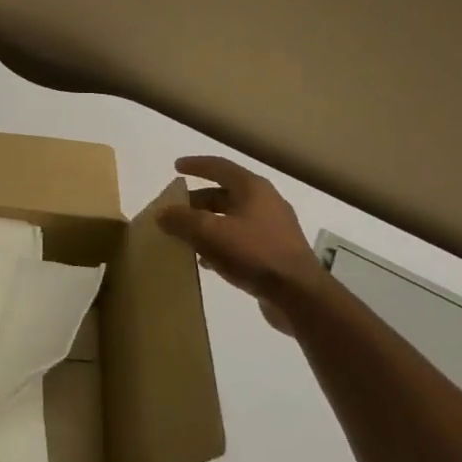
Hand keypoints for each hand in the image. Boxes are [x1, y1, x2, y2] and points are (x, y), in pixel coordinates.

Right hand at [158, 156, 327, 330]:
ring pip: (231, 219)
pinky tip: (207, 262)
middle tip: (175, 211)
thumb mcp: (209, 233)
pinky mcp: (276, 253)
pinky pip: (241, 240)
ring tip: (186, 237)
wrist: (299, 295)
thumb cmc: (254, 253)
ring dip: (207, 225)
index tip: (176, 167)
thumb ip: (181, 220)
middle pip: (224, 194)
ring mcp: (274, 229)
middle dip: (197, 201)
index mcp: (252, 189)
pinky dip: (220, 244)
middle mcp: (266, 203)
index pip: (219, 167)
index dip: (196, 165)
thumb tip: (162, 213)